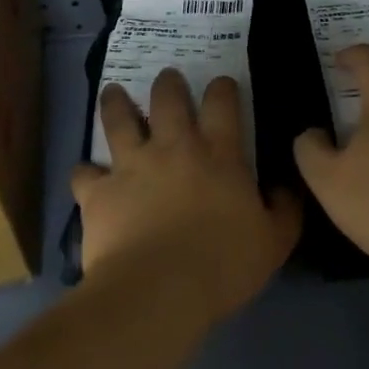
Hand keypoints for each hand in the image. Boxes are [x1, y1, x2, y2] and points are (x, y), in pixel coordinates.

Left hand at [74, 70, 300, 324]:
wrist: (158, 290)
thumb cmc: (223, 265)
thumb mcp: (273, 242)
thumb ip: (284, 209)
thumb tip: (284, 186)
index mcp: (218, 154)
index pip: (222, 103)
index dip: (222, 88)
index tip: (222, 84)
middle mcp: (174, 147)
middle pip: (168, 99)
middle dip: (169, 84)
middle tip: (167, 78)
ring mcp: (132, 165)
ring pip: (120, 120)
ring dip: (116, 103)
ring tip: (113, 92)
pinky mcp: (99, 192)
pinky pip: (85, 173)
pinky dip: (85, 172)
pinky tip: (85, 174)